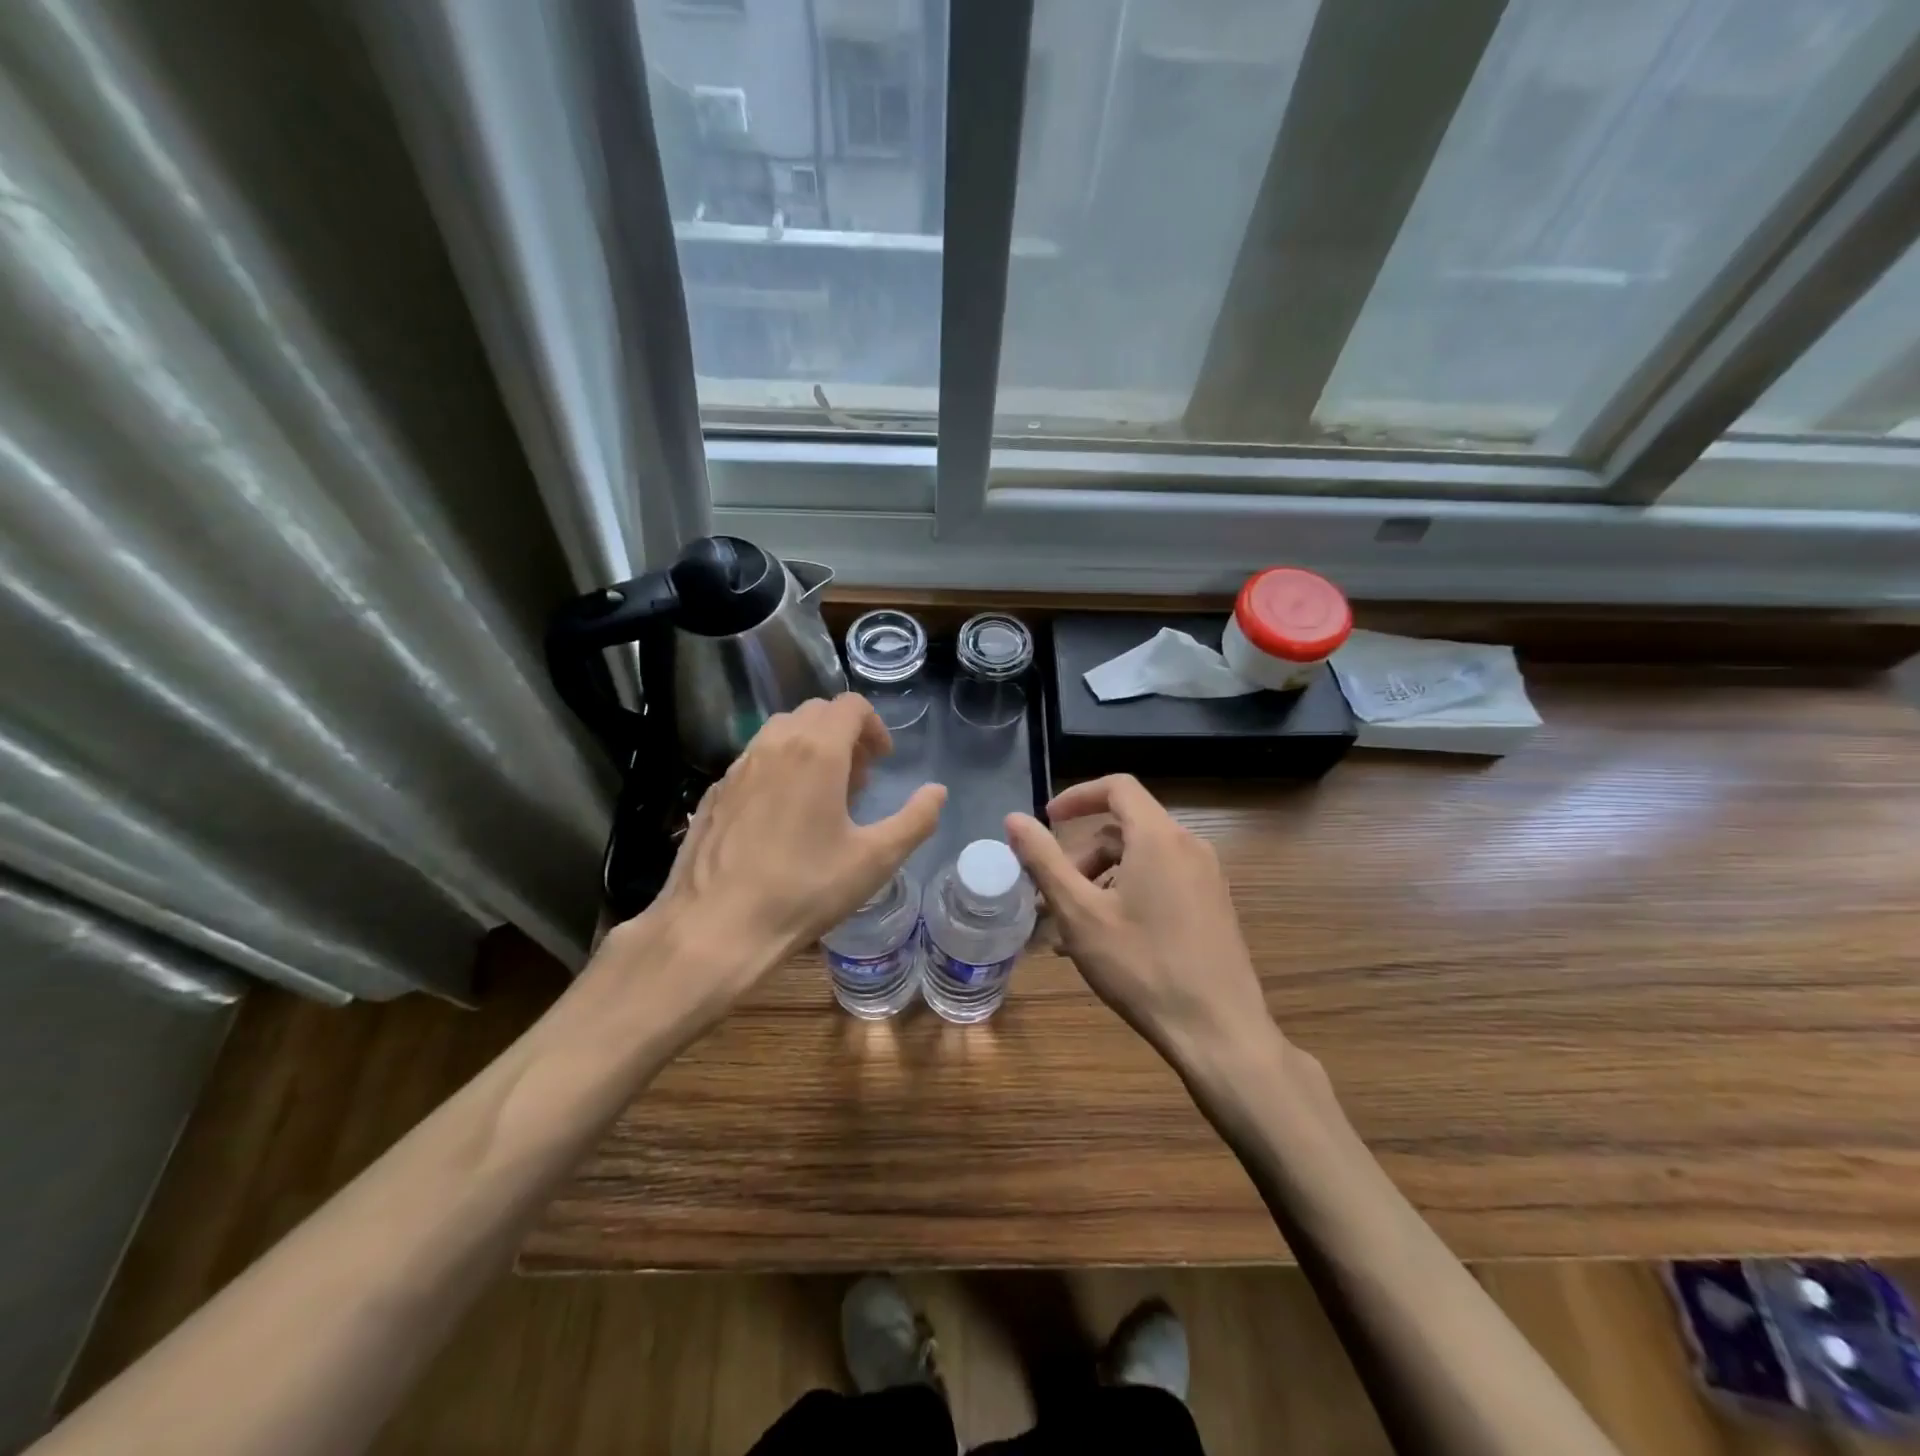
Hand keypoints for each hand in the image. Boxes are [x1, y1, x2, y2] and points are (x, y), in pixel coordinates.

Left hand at [647, 694, 944, 1002]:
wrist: (716, 926)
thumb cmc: (805, 890)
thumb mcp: (875, 860)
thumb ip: (915, 820)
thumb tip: (937, 792)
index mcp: (817, 751)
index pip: (850, 706)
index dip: (874, 726)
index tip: (882, 762)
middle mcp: (774, 745)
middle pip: (816, 712)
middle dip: (844, 734)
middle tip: (858, 780)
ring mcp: (738, 766)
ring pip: (781, 732)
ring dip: (810, 747)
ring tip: (821, 795)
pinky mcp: (715, 791)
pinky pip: (754, 759)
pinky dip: (778, 767)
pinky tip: (781, 817)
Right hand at [1005, 775, 1274, 1069]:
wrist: (1218, 1032)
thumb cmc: (1142, 966)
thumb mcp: (1080, 913)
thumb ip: (1044, 860)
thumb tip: (1014, 819)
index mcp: (1159, 838)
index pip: (1117, 787)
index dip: (1077, 796)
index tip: (1047, 821)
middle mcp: (1189, 847)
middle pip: (1125, 830)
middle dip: (1082, 855)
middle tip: (1052, 896)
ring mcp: (1207, 878)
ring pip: (1141, 860)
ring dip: (1100, 881)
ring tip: (1071, 929)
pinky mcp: (1213, 907)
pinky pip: (1162, 883)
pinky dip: (1127, 896)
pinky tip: (1105, 942)